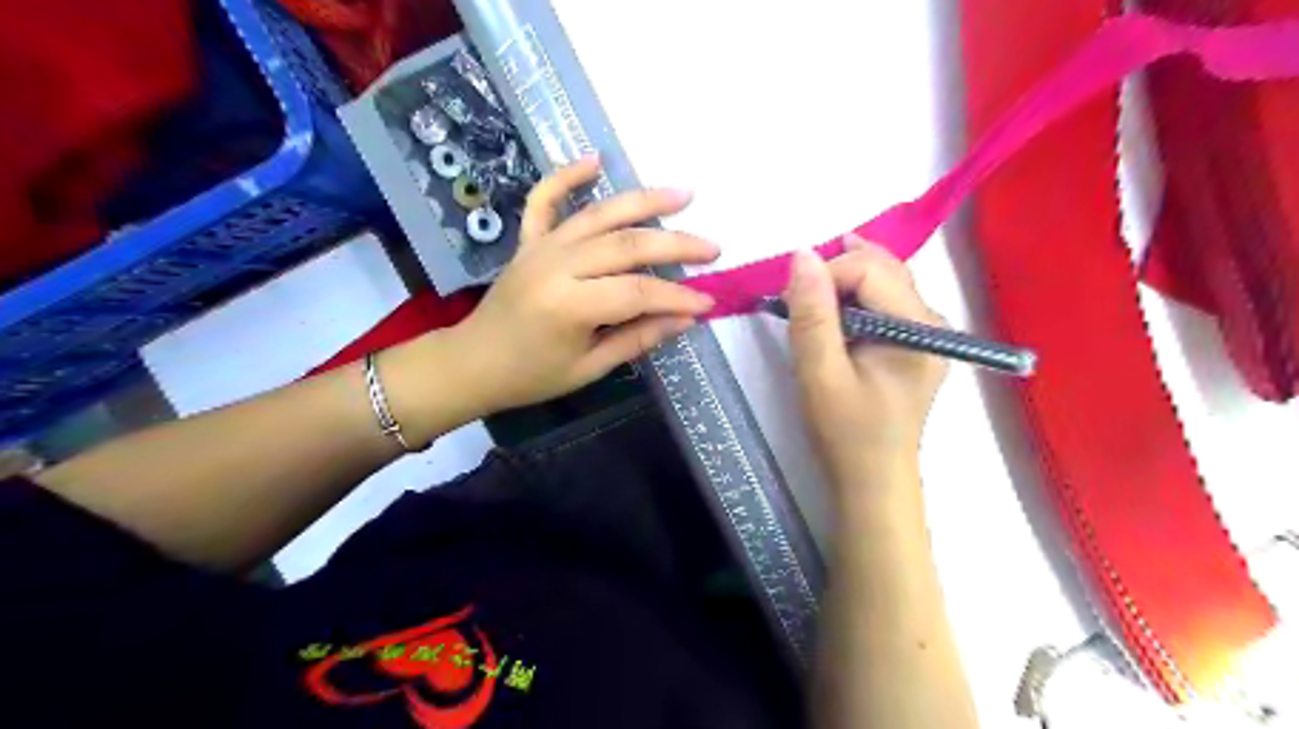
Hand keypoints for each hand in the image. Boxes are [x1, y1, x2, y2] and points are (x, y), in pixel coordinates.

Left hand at [454, 154, 720, 414]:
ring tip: (683, 195)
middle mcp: (557, 265)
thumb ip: (638, 339)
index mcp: (570, 305)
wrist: (472, 363)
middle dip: (676, 245)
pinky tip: (594, 160)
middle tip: (712, 248)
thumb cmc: (531, 376)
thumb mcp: (589, 368)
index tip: (709, 301)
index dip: (678, 296)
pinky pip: (545, 199)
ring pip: (599, 215)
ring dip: (643, 201)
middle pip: (627, 245)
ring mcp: (540, 247)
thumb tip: (685, 318)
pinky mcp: (528, 240)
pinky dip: (567, 176)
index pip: (639, 292)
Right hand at [786, 235, 952, 492]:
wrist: (872, 479)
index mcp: (918, 328)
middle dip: (835, 272)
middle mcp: (933, 321)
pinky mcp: (915, 342)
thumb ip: (812, 314)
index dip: (825, 275)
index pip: (869, 269)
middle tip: (796, 297)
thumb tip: (802, 254)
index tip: (790, 302)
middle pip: (883, 268)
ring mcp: (928, 331)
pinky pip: (884, 300)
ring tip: (811, 302)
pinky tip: (833, 312)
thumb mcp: (820, 373)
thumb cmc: (846, 431)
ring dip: (843, 282)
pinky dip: (854, 298)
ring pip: (884, 280)